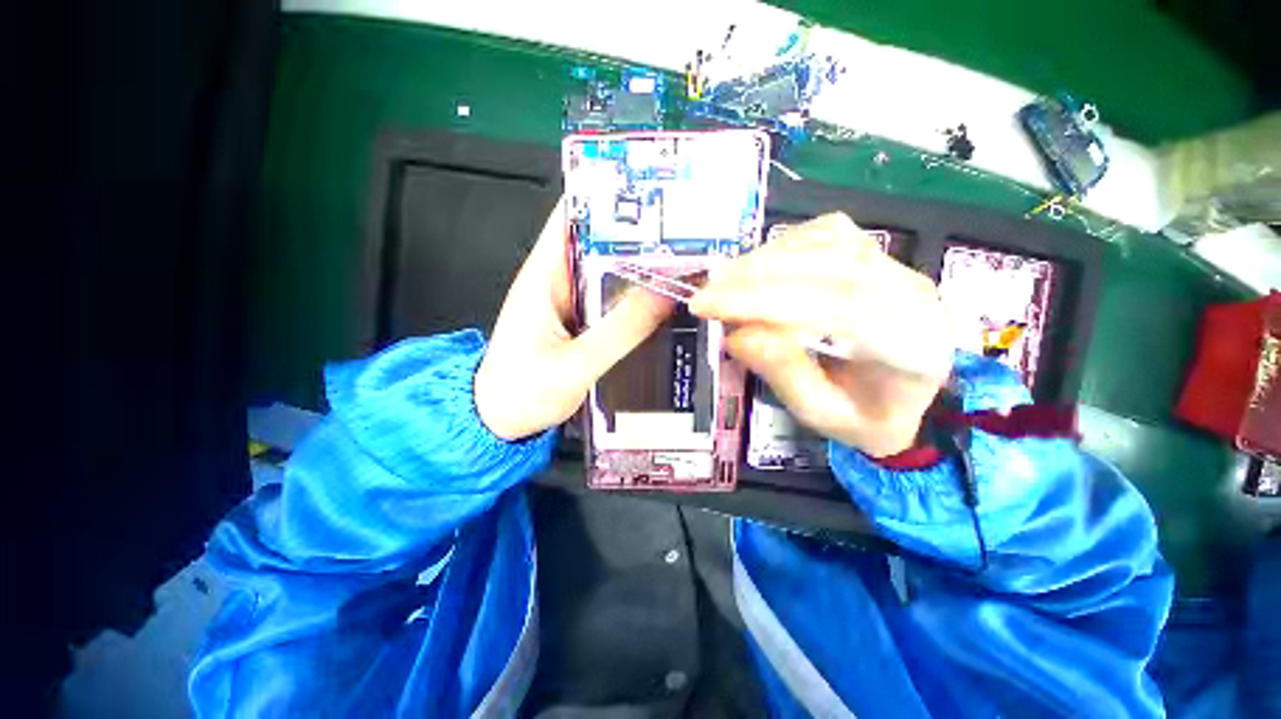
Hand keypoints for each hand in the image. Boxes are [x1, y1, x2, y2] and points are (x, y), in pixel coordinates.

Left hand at [475, 198, 673, 440]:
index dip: (611, 198)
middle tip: (688, 234)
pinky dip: (637, 297)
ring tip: (687, 264)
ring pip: (611, 272)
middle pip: (602, 243)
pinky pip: (613, 300)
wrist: (499, 422)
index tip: (654, 193)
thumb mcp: (574, 365)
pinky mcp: (581, 321)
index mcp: (544, 275)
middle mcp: (558, 279)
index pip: (575, 216)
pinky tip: (665, 300)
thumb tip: (664, 294)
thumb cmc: (521, 393)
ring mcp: (572, 301)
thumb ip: (619, 331)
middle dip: (640, 236)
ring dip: (642, 268)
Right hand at [689, 213, 953, 457]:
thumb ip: (785, 374)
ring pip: (827, 241)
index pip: (835, 308)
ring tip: (722, 283)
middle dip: (754, 277)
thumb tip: (737, 334)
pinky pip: (826, 234)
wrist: (907, 398)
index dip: (763, 301)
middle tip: (704, 294)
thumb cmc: (865, 416)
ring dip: (764, 259)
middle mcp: (914, 296)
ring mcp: (900, 267)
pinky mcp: (878, 254)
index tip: (708, 306)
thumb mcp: (822, 416)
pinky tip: (754, 268)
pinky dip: (782, 247)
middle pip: (830, 266)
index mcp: (911, 348)